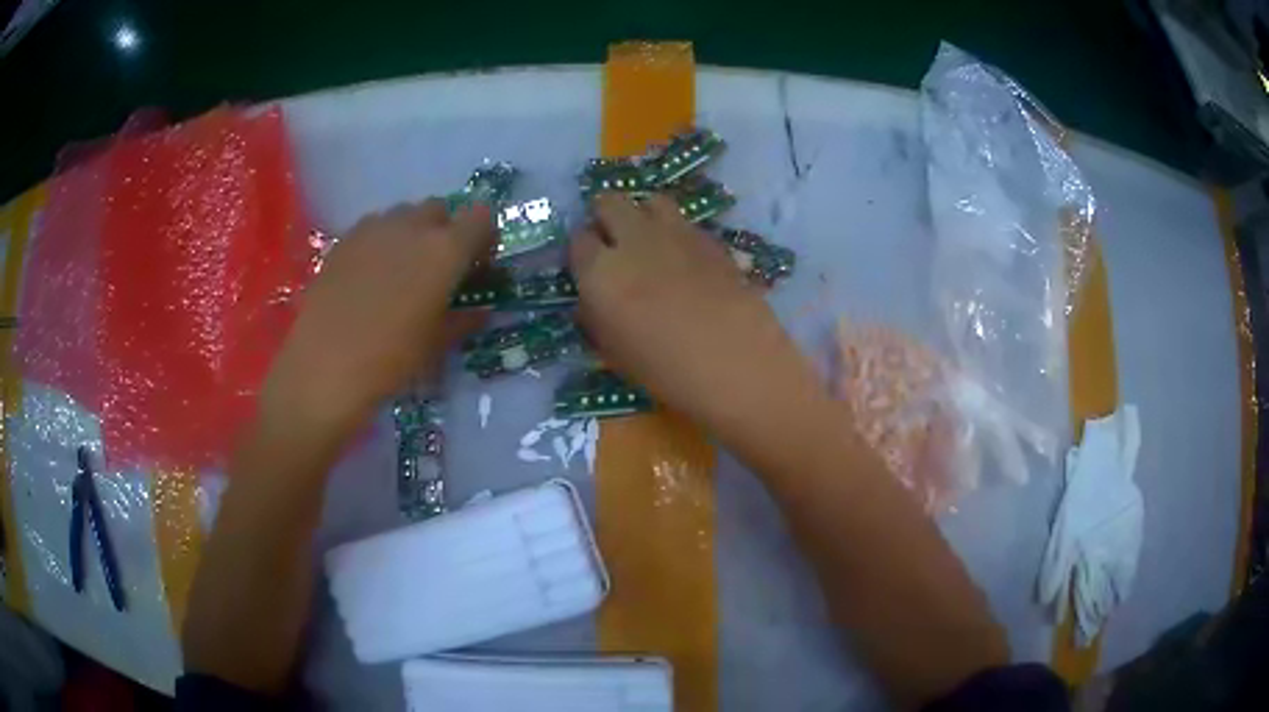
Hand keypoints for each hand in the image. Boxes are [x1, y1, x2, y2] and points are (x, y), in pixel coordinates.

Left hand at [262, 200, 494, 432]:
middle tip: (438, 268)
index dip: (483, 236)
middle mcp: (413, 226)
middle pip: (439, 209)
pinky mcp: (344, 239)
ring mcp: (374, 228)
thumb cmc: (391, 360)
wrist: (324, 367)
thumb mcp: (435, 344)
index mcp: (446, 250)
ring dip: (411, 232)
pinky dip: (380, 241)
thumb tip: (480, 312)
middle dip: (445, 230)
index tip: (476, 264)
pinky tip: (369, 276)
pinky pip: (372, 226)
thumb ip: (462, 320)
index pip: (480, 217)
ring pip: (403, 214)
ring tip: (400, 270)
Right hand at [570, 194, 818, 429]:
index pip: (578, 240)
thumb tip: (592, 299)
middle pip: (609, 202)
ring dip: (643, 215)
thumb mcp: (613, 353)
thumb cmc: (666, 372)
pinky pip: (684, 221)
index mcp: (600, 272)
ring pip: (650, 201)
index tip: (590, 266)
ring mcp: (675, 233)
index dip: (583, 252)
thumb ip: (596, 316)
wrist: (737, 364)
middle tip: (614, 243)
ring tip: (650, 242)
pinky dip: (677, 232)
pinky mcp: (711, 237)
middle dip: (606, 217)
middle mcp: (633, 240)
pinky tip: (686, 259)